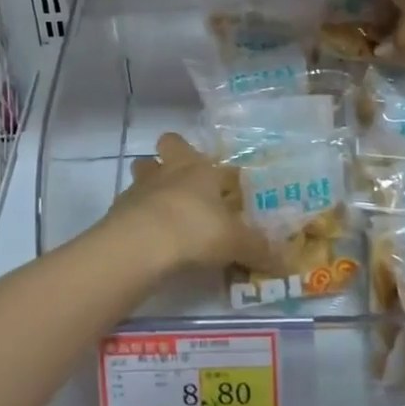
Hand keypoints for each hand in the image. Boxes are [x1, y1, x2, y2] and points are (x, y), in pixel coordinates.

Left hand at [114, 133, 278, 273]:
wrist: (140, 244)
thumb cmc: (195, 230)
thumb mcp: (236, 243)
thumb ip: (259, 249)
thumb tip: (286, 261)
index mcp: (200, 170)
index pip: (213, 159)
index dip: (221, 172)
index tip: (228, 188)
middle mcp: (170, 170)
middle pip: (168, 145)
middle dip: (173, 156)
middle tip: (186, 183)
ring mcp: (140, 187)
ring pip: (143, 169)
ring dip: (151, 182)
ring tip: (163, 209)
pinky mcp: (118, 209)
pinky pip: (129, 204)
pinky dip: (137, 214)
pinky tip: (147, 235)